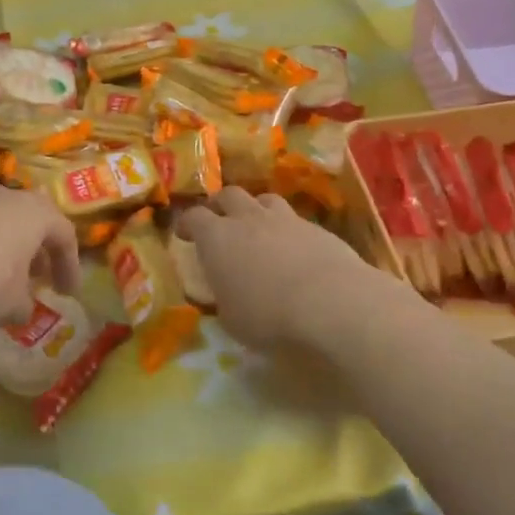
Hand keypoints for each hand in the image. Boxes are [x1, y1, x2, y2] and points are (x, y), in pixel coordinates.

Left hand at [0, 183, 79, 328]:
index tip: (67, 293)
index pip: (64, 234)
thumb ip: (24, 304)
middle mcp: (2, 194)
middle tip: (34, 277)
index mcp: (34, 213)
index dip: (69, 265)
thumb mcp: (12, 305)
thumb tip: (21, 305)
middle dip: (33, 250)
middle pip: (27, 219)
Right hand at [178, 187, 381, 351]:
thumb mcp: (231, 320)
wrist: (331, 302)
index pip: (193, 217)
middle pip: (228, 195)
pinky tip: (293, 247)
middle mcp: (247, 219)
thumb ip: (224, 300)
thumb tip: (226, 295)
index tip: (184, 233)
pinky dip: (287, 228)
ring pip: (264, 199)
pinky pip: (294, 219)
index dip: (186, 223)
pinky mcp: (316, 228)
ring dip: (255, 209)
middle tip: (218, 221)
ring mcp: (284, 219)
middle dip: (220, 206)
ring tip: (257, 226)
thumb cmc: (268, 316)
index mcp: (217, 238)